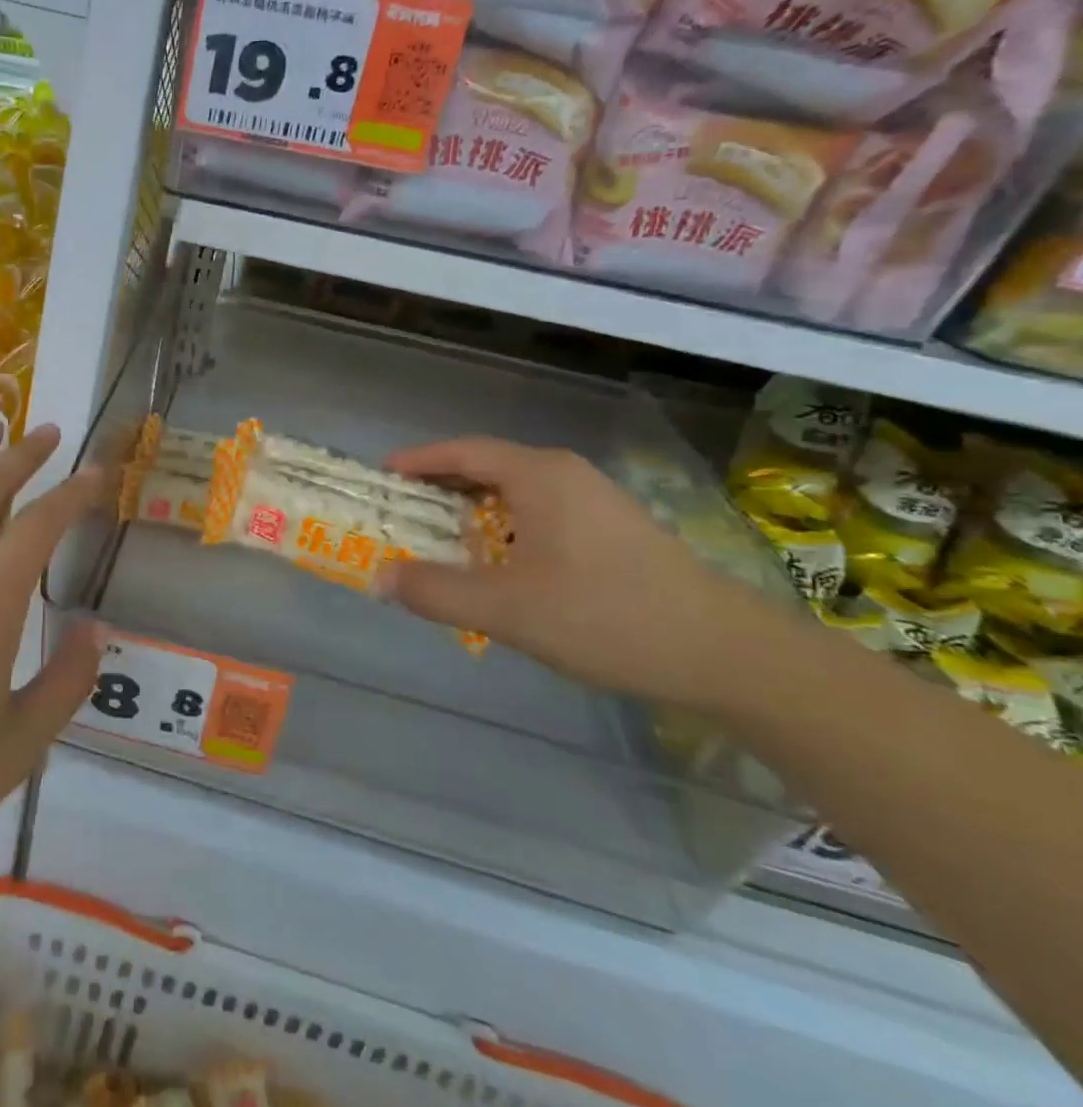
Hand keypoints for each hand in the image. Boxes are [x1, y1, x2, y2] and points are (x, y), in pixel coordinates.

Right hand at [380, 437, 786, 710]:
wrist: (727, 654)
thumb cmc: (607, 617)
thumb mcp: (508, 609)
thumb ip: (436, 591)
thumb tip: (379, 577)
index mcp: (539, 475)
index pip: (462, 452)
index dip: (417, 461)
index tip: (380, 477)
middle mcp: (566, 474)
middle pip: (487, 467)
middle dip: (439, 488)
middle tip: (400, 513)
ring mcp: (595, 499)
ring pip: (515, 492)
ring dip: (472, 510)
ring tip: (440, 540)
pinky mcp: (613, 528)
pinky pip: (540, 512)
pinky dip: (504, 526)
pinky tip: (500, 564)